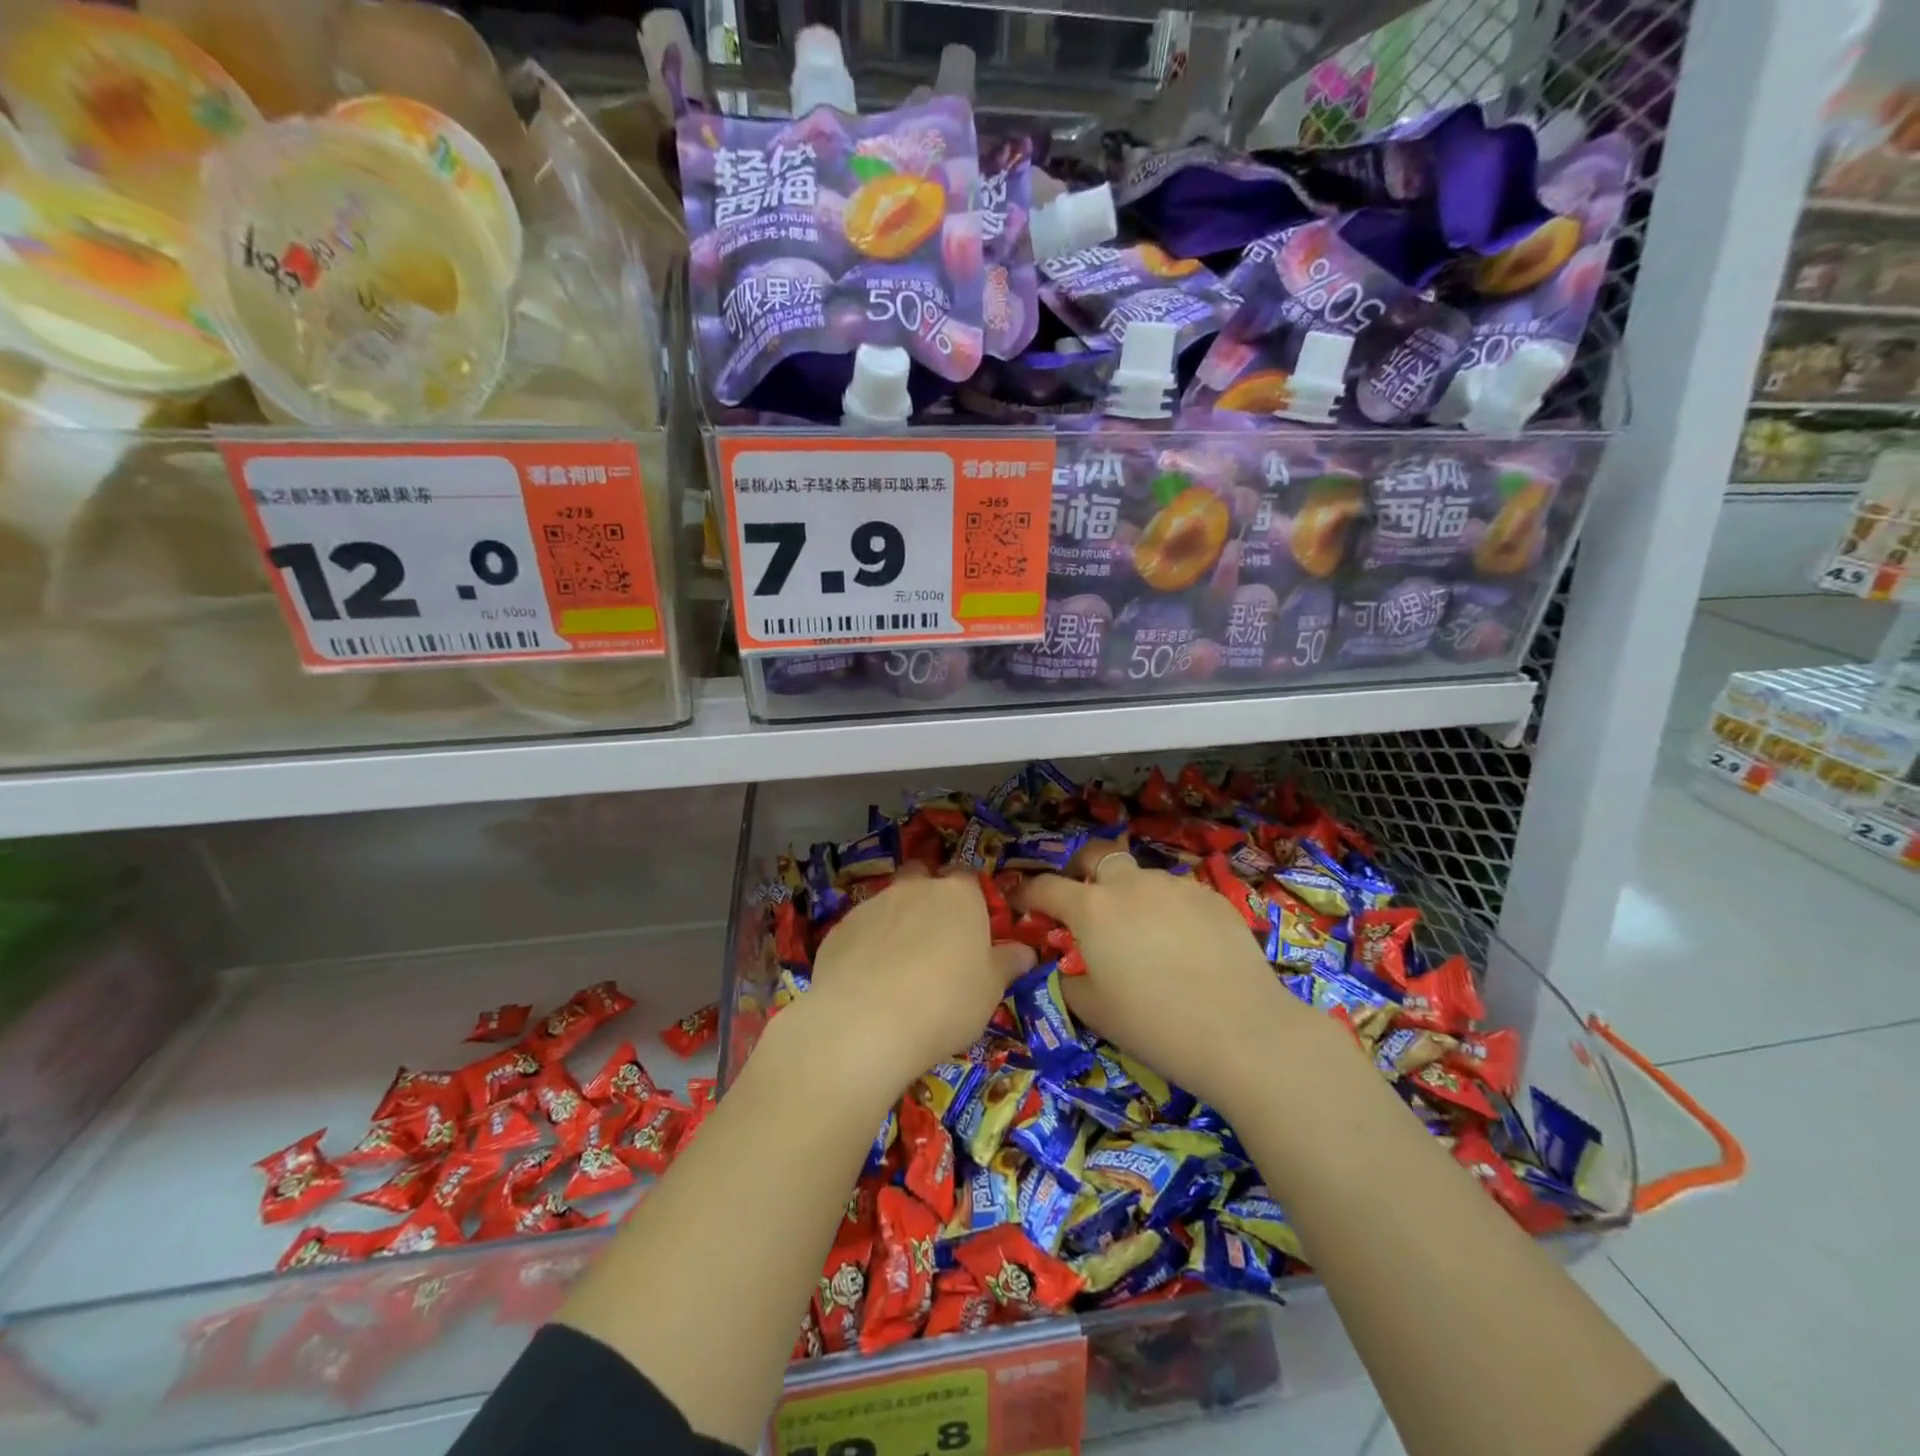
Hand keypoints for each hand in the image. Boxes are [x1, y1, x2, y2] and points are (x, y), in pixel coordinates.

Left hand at [808, 864, 1034, 1086]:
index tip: (972, 928)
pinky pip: (860, 930)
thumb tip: (1025, 952)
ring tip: (898, 968)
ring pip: (889, 903)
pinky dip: (866, 946)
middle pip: (923, 878)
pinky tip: (867, 982)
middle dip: (927, 899)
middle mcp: (914, 888)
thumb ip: (1008, 964)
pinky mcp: (838, 929)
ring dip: (896, 924)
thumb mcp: (991, 990)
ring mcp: (872, 904)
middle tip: (934, 940)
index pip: (968, 878)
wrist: (864, 1023)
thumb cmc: (945, 1002)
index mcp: (958, 895)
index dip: (971, 900)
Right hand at [1015, 840, 1320, 1111]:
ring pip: (1140, 877)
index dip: (1026, 893)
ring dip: (1128, 894)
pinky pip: (1176, 894)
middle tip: (1079, 898)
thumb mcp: (1094, 1010)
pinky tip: (1182, 945)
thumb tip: (1068, 967)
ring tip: (1140, 933)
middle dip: (1079, 869)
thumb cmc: (1154, 1024)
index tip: (1019, 902)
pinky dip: (1166, 910)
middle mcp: (1130, 885)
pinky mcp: (1212, 897)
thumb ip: (1068, 980)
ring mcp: (1175, 886)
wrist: (1242, 1031)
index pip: (1045, 887)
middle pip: (1096, 855)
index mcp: (1092, 908)